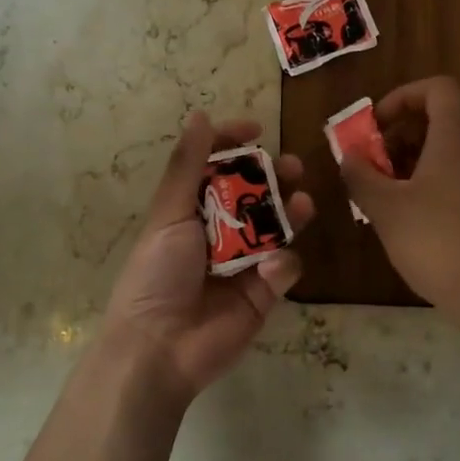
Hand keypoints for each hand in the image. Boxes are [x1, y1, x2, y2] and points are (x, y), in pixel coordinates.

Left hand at [100, 114, 314, 404]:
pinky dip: (282, 262)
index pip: (215, 166)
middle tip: (293, 167)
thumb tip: (200, 114)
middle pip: (254, 193)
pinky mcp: (264, 292)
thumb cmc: (157, 273)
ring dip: (290, 211)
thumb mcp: (169, 213)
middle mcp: (219, 231)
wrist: (161, 346)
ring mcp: (244, 261)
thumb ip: (188, 165)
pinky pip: (285, 266)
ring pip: (277, 226)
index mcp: (190, 209)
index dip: (233, 145)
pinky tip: (272, 267)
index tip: (256, 130)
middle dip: (275, 176)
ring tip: (301, 202)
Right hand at [341, 77, 459, 323]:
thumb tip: (349, 156)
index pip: (438, 88)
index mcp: (458, 137)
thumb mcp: (385, 208)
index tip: (377, 125)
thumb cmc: (437, 242)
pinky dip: (434, 180)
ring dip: (414, 160)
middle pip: (441, 119)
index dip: (403, 96)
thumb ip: (361, 175)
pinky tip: (412, 216)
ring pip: (450, 149)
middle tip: (373, 164)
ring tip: (386, 193)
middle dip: (401, 135)